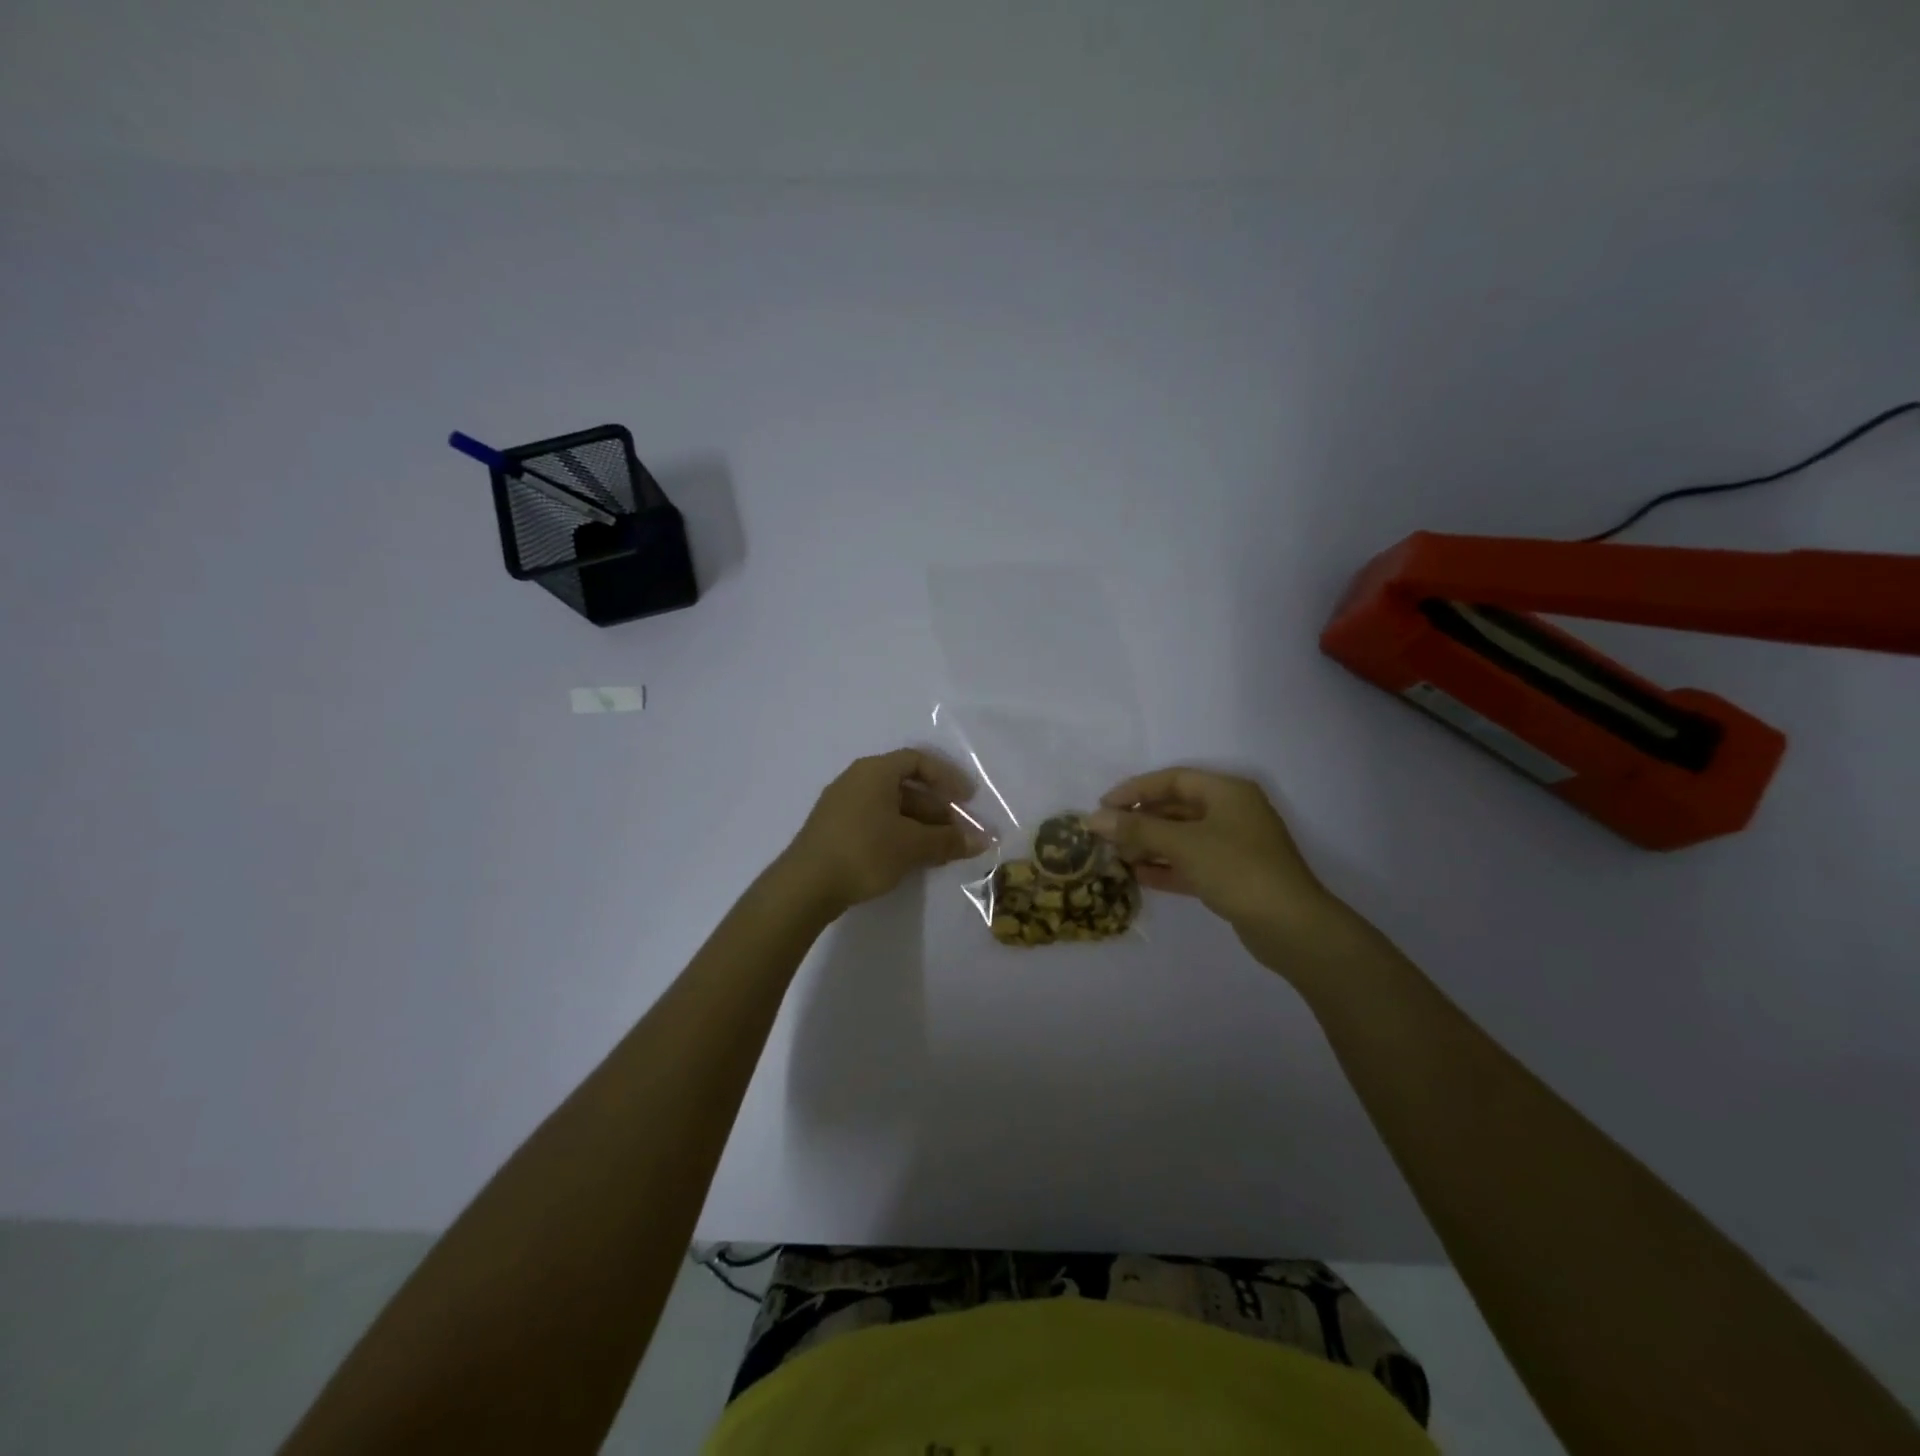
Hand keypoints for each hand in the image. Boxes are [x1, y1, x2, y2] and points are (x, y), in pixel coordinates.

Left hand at [778, 749, 987, 916]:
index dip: (947, 777)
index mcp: (874, 771)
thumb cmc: (864, 851)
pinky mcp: (835, 830)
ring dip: (920, 824)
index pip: (918, 761)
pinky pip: (876, 822)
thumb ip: (948, 840)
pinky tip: (912, 857)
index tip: (968, 799)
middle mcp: (856, 780)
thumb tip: (982, 840)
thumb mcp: (912, 845)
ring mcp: (842, 805)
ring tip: (941, 849)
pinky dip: (900, 834)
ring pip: (891, 807)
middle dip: (937, 808)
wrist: (805, 885)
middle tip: (959, 831)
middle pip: (906, 785)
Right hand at [1089, 768, 1365, 975]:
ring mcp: (1234, 845)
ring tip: (1116, 856)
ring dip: (1149, 845)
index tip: (1103, 806)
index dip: (1135, 790)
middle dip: (1140, 820)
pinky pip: (1191, 863)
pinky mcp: (1233, 876)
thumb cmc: (1237, 870)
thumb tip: (1094, 819)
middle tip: (1106, 835)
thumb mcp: (1183, 844)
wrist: (1291, 927)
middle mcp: (1232, 812)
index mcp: (1227, 792)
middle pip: (1176, 808)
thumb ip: (1137, 829)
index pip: (1172, 780)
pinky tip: (1138, 877)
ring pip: (1182, 837)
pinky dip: (1166, 867)